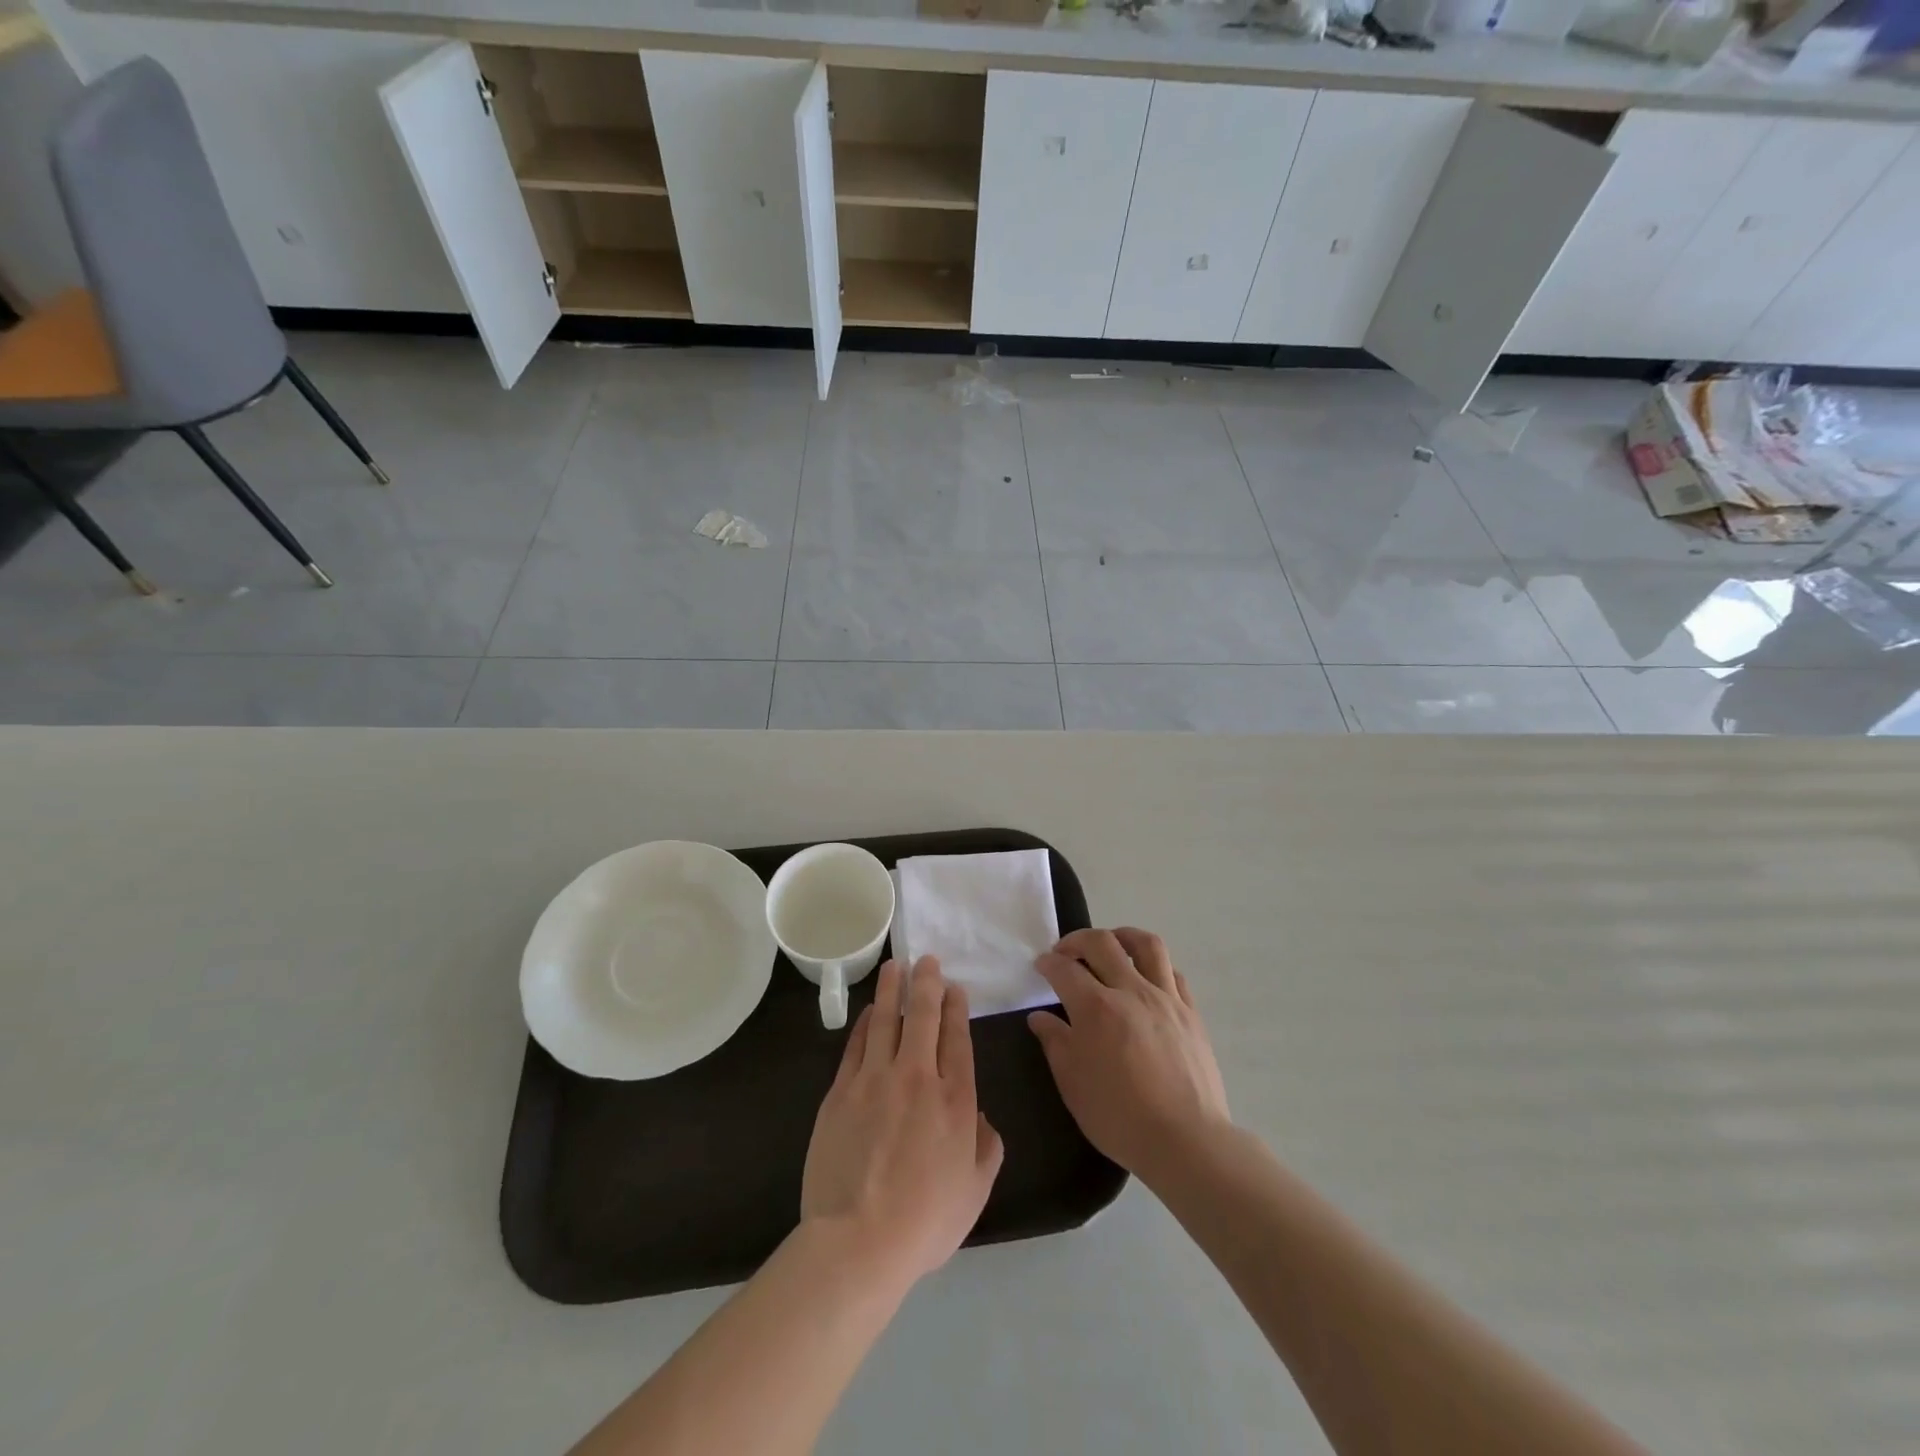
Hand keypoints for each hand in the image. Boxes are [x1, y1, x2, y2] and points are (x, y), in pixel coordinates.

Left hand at [801, 957, 1004, 1285]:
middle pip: (923, 1017)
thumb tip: (982, 1117)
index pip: (957, 1038)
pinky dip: (864, 1024)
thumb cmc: (925, 1221)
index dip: (956, 1008)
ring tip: (896, 966)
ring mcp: (874, 1080)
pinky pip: (856, 1045)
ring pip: (885, 1020)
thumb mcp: (975, 1190)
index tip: (955, 987)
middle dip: (927, 983)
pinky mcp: (840, 1091)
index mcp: (955, 1099)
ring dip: (892, 990)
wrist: (858, 1240)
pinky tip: (868, 1012)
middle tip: (927, 960)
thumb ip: (987, 1147)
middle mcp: (917, 1077)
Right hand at [1029, 928, 1230, 1185]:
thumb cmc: (1120, 1117)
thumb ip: (1055, 1043)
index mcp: (1096, 1008)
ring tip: (1110, 944)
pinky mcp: (1191, 1012)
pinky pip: (1173, 972)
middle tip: (1066, 952)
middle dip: (1077, 940)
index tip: (1041, 965)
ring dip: (1122, 936)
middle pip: (1102, 943)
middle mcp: (1130, 991)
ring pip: (1146, 944)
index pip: (1065, 969)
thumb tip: (1040, 1018)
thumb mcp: (1072, 1084)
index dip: (1048, 963)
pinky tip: (1146, 977)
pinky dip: (1154, 965)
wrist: (1187, 1141)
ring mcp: (1166, 998)